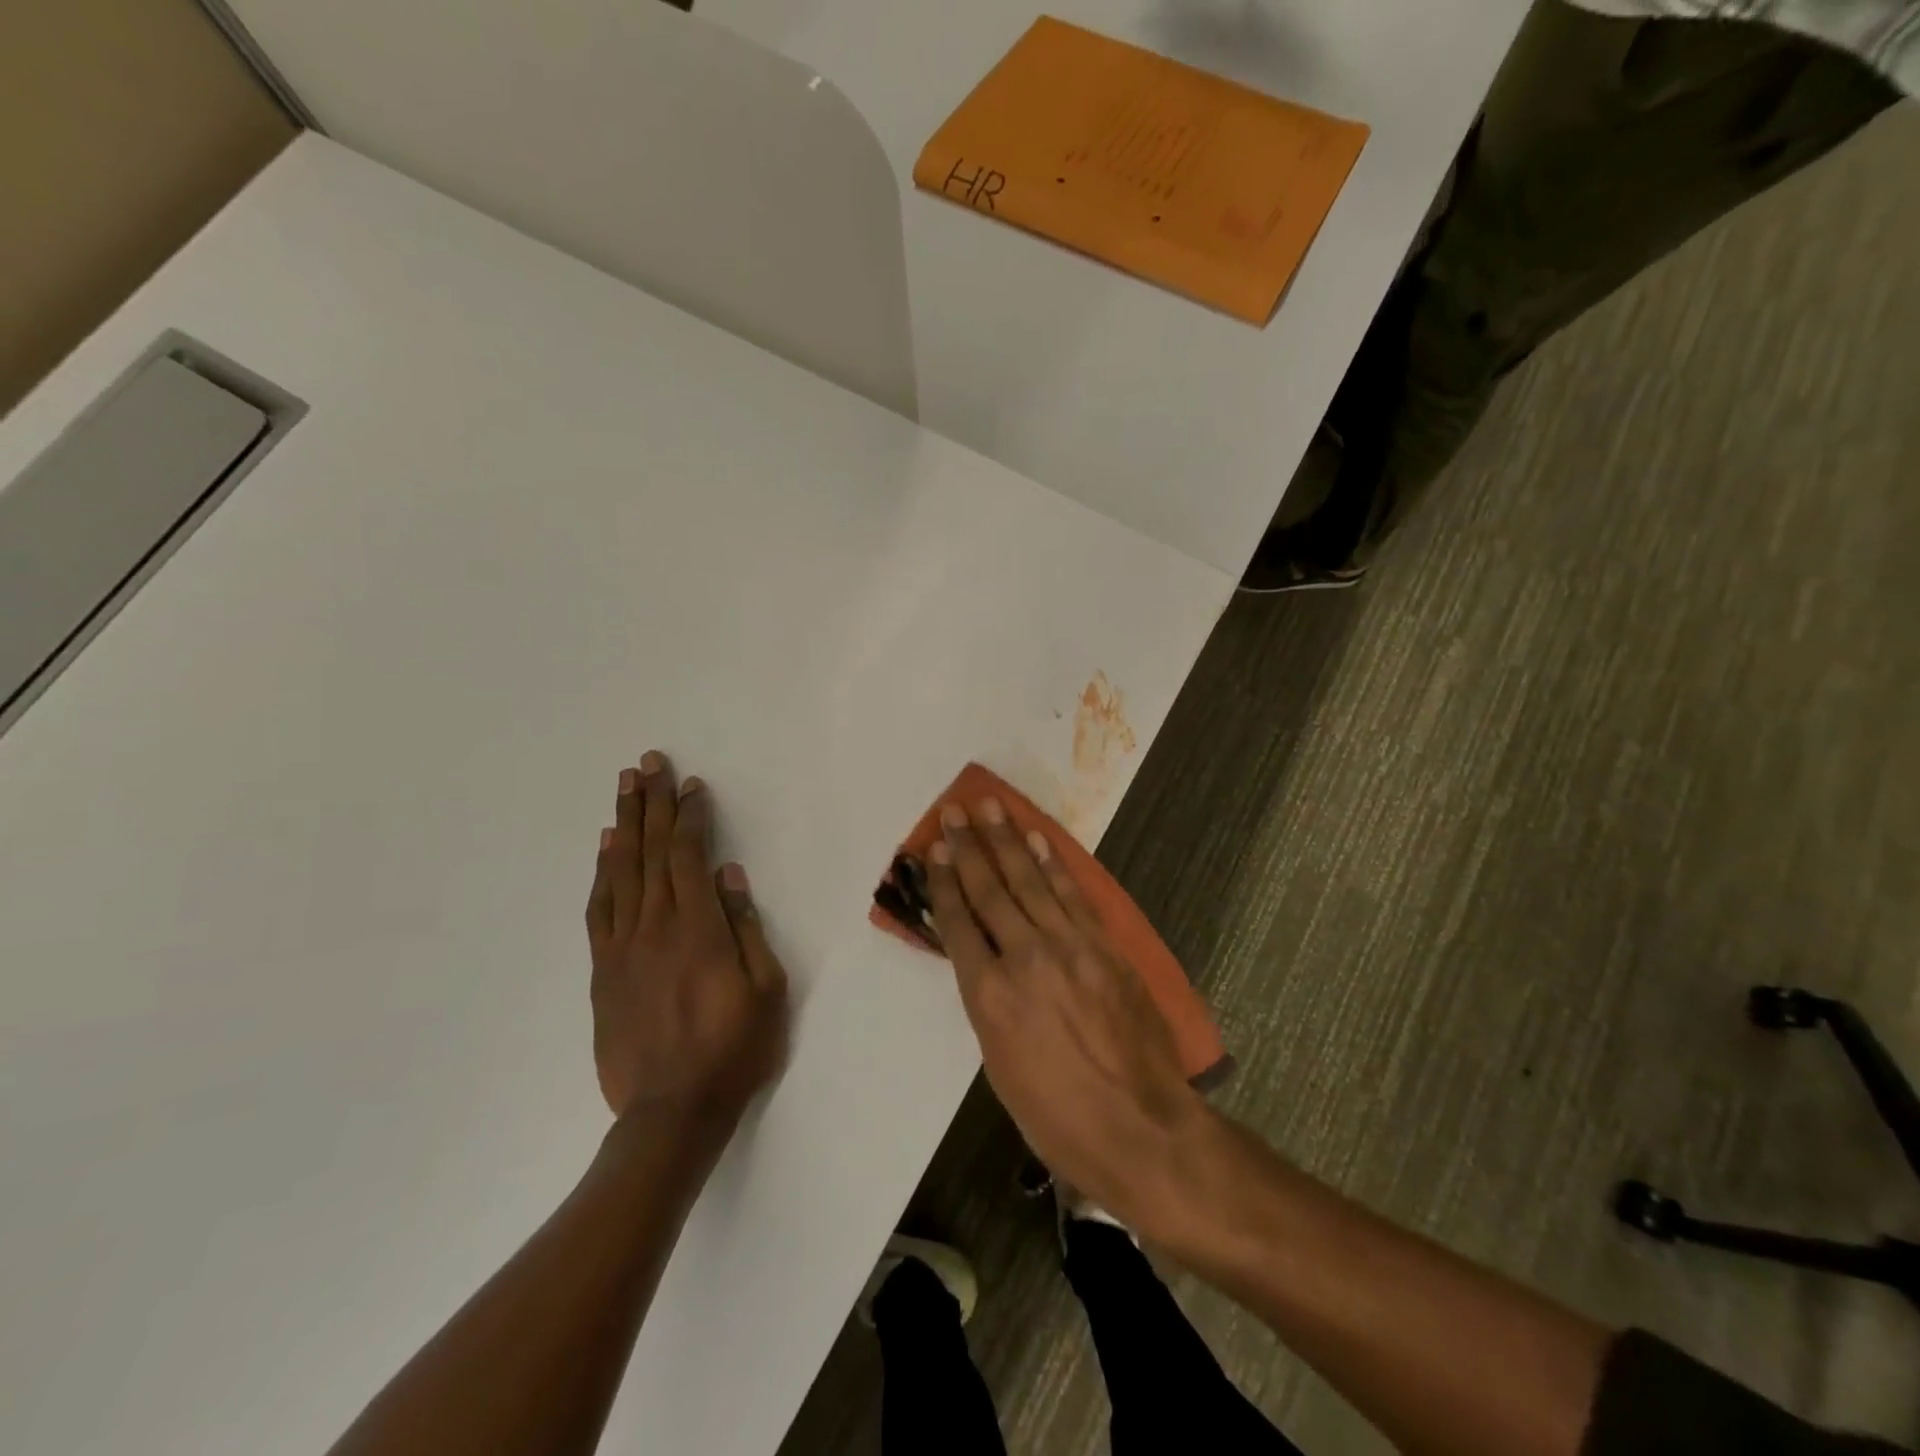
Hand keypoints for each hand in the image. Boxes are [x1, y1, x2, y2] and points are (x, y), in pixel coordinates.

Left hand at [585, 752, 788, 1136]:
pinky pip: (599, 909)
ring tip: (624, 788)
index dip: (689, 816)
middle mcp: (655, 927)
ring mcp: (622, 948)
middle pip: (651, 852)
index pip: (690, 856)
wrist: (671, 1113)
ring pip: (620, 872)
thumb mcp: (765, 988)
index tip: (690, 784)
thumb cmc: (734, 1049)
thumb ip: (745, 927)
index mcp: (698, 929)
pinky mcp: (603, 970)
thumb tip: (729, 875)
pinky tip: (605, 848)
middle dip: (651, 804)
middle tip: (648, 764)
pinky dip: (601, 872)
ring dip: (623, 825)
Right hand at [922, 799, 1207, 1233]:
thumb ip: (990, 1004)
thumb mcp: (1001, 1065)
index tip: (933, 849)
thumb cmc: (1058, 1117)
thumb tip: (987, 965)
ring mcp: (1070, 946)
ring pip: (1031, 881)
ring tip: (991, 808)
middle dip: (969, 847)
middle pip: (990, 890)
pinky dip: (1053, 864)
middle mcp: (1025, 958)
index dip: (943, 882)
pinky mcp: (1104, 946)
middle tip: (955, 811)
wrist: (1141, 1128)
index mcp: (989, 995)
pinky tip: (1038, 841)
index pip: (958, 923)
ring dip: (1008, 841)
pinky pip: (1072, 895)